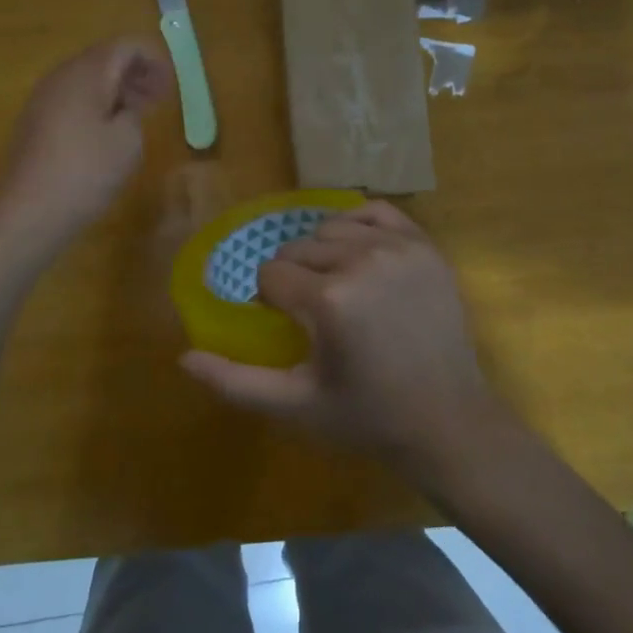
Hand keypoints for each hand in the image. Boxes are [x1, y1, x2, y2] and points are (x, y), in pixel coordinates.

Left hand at [0, 36, 171, 243]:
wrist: (29, 211)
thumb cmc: (86, 171)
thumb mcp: (128, 141)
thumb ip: (134, 112)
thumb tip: (124, 107)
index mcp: (87, 73)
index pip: (125, 46)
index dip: (153, 60)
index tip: (171, 86)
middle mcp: (61, 76)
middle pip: (104, 58)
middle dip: (135, 73)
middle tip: (160, 98)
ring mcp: (44, 98)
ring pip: (87, 79)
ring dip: (116, 90)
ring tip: (138, 115)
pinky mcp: (36, 121)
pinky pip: (73, 99)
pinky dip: (97, 104)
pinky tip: (108, 132)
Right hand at [179, 202, 502, 472]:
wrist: (448, 421)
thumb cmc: (367, 416)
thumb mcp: (295, 405)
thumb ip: (235, 382)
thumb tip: (183, 359)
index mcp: (329, 299)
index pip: (271, 274)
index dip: (271, 300)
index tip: (291, 326)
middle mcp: (362, 261)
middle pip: (298, 248)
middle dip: (294, 277)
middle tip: (313, 313)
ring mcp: (398, 248)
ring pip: (331, 228)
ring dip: (323, 252)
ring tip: (337, 286)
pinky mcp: (424, 245)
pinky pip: (376, 211)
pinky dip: (359, 224)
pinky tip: (360, 254)